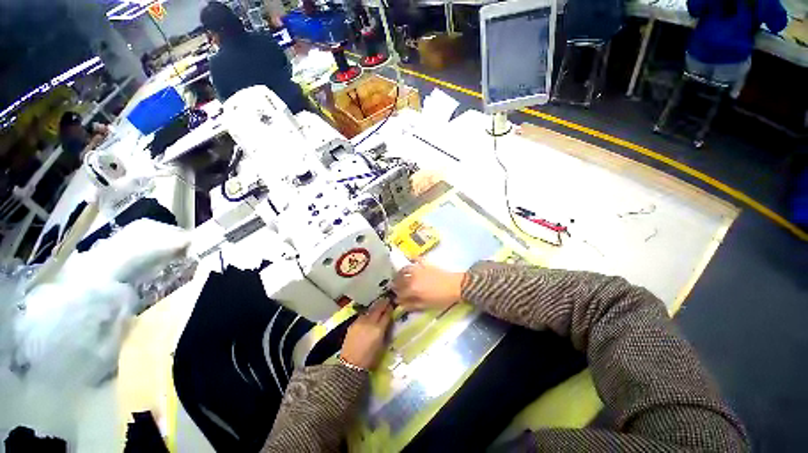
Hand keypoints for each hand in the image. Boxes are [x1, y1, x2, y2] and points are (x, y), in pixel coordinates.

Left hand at [340, 298, 393, 369]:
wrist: (351, 364)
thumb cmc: (370, 358)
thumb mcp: (382, 345)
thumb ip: (385, 331)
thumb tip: (387, 322)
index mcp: (379, 329)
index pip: (386, 314)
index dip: (390, 309)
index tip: (392, 305)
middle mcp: (370, 322)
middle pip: (378, 308)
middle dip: (383, 303)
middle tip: (387, 300)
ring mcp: (360, 321)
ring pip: (370, 310)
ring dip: (375, 308)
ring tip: (378, 306)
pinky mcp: (353, 323)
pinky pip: (362, 315)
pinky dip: (367, 314)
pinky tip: (369, 315)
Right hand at [392, 260, 464, 311]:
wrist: (455, 286)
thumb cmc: (441, 298)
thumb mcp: (426, 305)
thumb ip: (411, 304)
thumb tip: (400, 304)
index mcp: (412, 288)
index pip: (399, 292)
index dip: (396, 296)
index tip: (396, 298)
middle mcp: (412, 277)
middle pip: (399, 280)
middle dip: (396, 284)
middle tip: (396, 287)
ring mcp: (418, 268)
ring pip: (404, 269)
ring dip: (400, 272)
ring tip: (400, 275)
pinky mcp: (425, 263)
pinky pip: (416, 258)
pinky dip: (412, 259)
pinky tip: (410, 260)